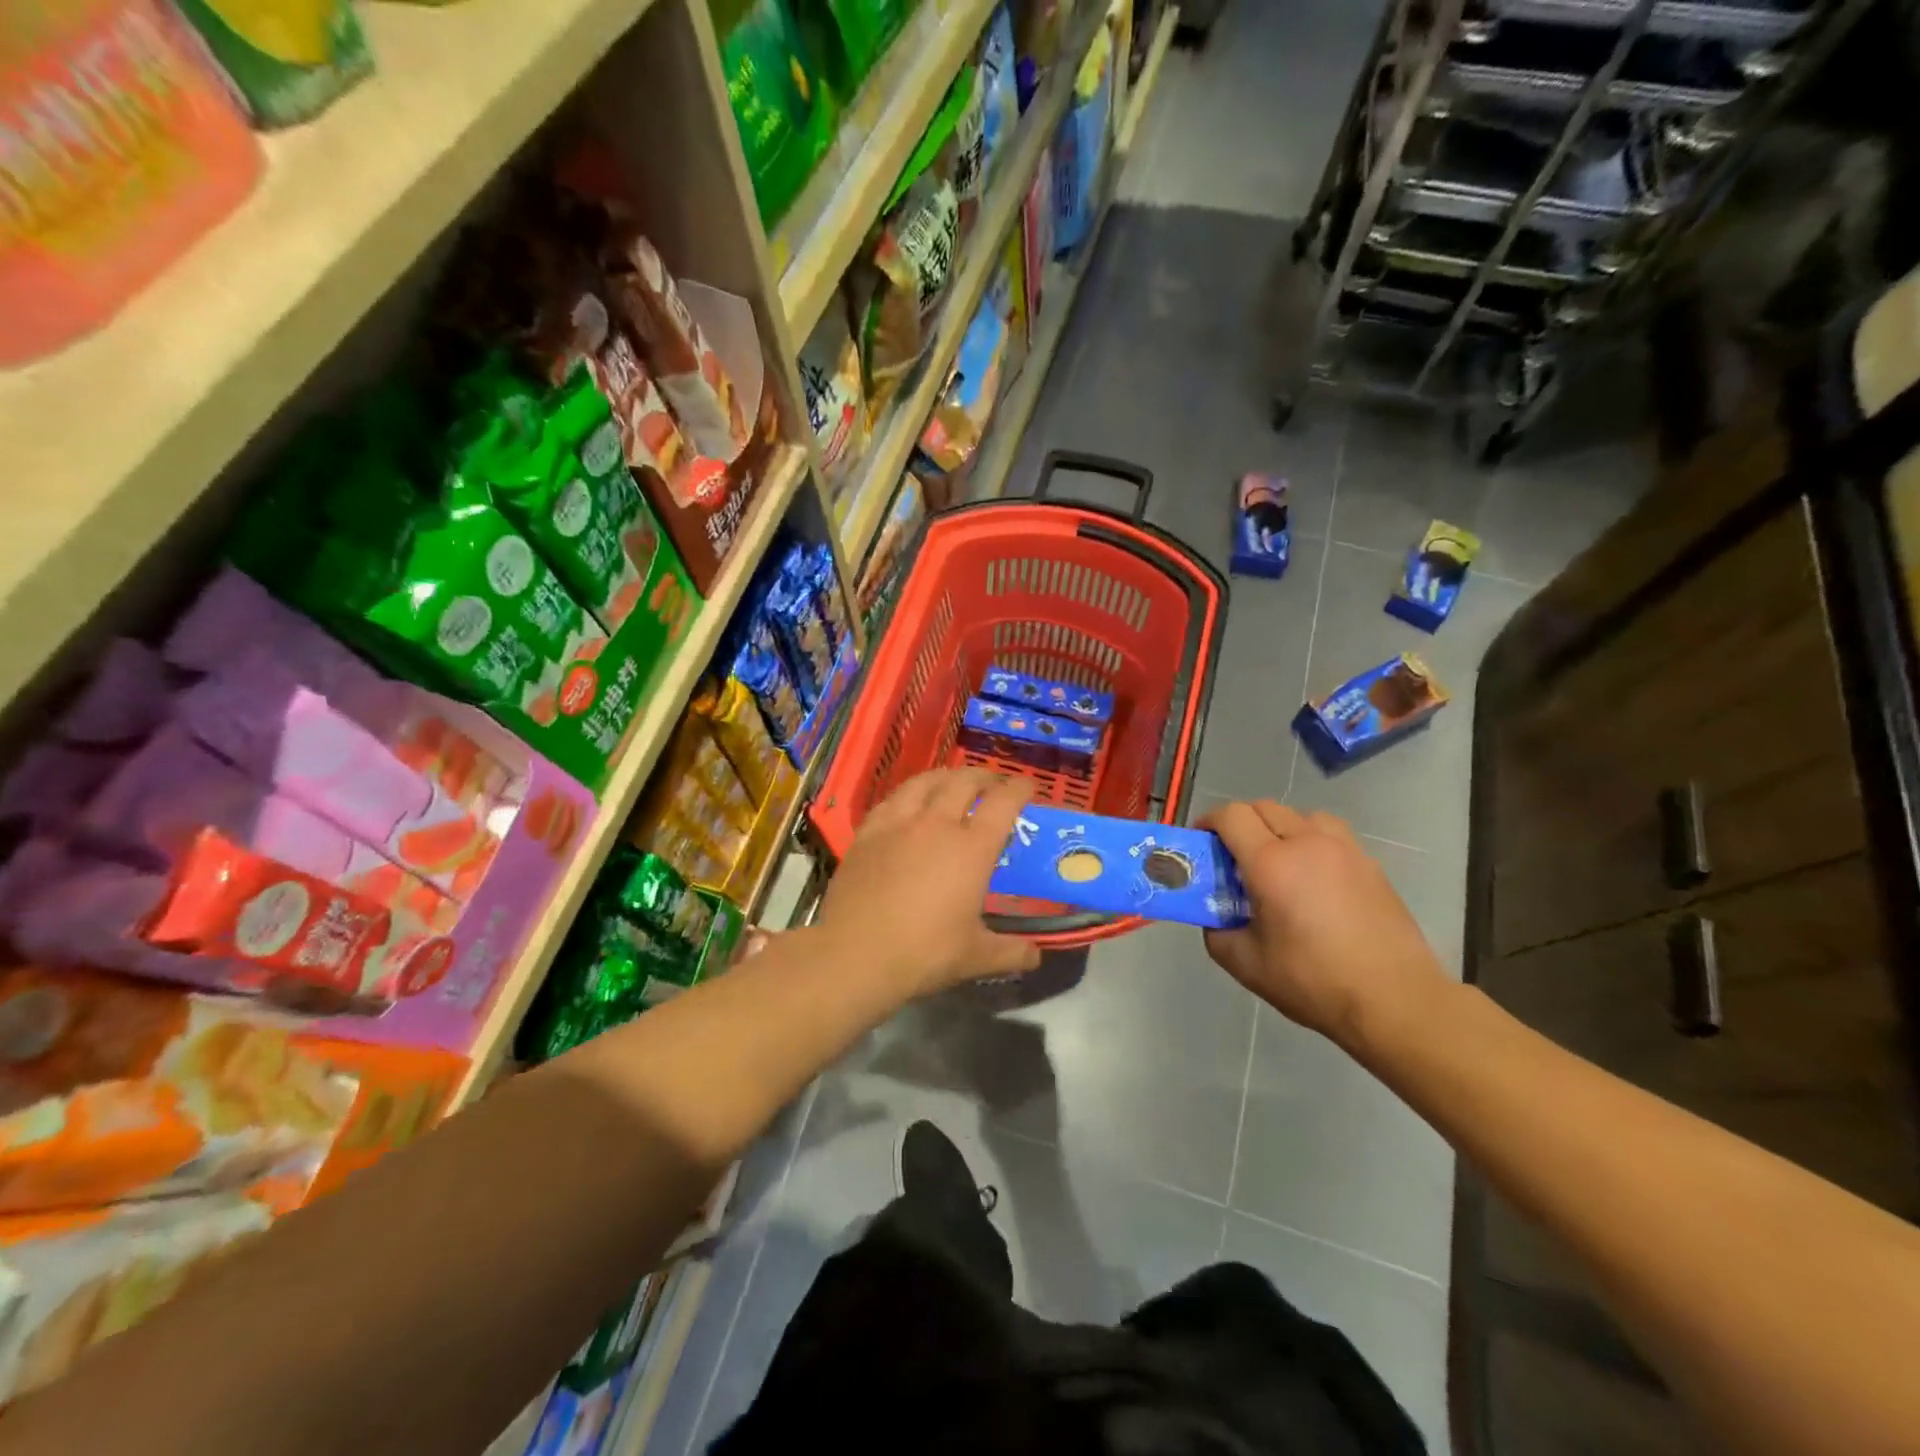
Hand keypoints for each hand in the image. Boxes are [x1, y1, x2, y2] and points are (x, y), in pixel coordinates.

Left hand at [816, 769, 1041, 996]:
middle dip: (984, 777)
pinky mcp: (868, 832)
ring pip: (925, 781)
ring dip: (946, 776)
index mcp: (971, 849)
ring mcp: (898, 824)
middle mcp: (937, 824)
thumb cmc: (923, 953)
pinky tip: (908, 802)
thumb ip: (1011, 953)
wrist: (855, 954)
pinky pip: (892, 799)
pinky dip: (909, 793)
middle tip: (993, 784)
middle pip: (964, 782)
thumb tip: (1036, 957)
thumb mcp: (975, 957)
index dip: (1019, 789)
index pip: (1003, 803)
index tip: (1028, 787)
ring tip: (953, 781)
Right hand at [1199, 801, 1450, 1051]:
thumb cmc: (1313, 982)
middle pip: (1264, 807)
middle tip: (1233, 856)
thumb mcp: (1246, 964)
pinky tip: (1312, 879)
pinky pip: (1330, 835)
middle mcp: (1307, 843)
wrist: (1395, 1000)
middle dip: (1240, 824)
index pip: (1231, 816)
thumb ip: (1217, 931)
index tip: (1202, 842)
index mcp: (1271, 863)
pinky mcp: (1370, 864)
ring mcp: (1344, 850)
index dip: (1209, 822)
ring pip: (1300, 815)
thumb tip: (1215, 916)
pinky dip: (1311, 842)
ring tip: (1276, 861)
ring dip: (1279, 827)